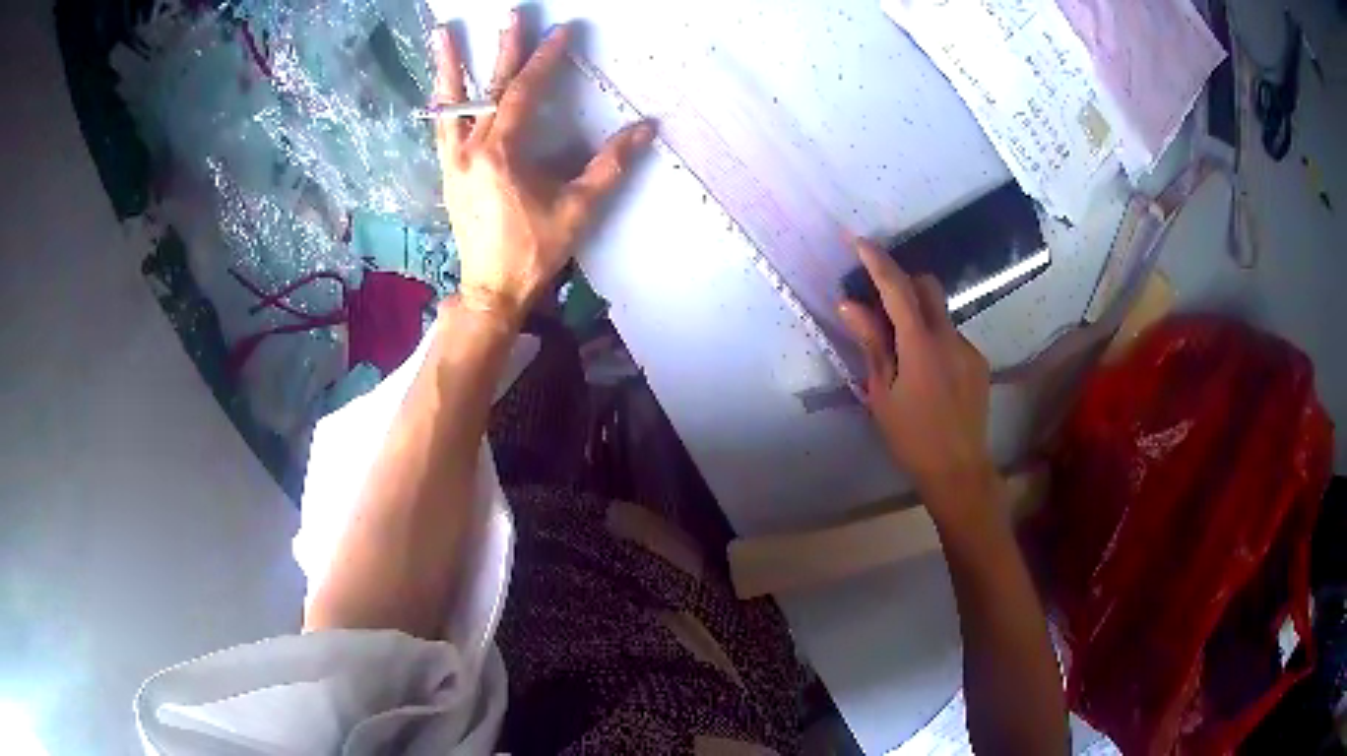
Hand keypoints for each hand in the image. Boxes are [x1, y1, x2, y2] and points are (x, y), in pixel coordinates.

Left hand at [430, 15, 655, 326]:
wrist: (492, 289)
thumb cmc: (535, 250)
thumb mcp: (579, 209)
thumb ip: (610, 165)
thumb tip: (645, 129)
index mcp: (501, 154)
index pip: (524, 93)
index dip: (545, 59)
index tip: (561, 32)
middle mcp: (471, 149)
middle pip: (489, 89)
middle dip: (502, 48)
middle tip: (511, 14)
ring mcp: (454, 161)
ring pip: (451, 104)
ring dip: (449, 67)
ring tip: (442, 34)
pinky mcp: (448, 173)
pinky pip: (443, 128)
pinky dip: (444, 102)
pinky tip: (440, 88)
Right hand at [838, 236, 995, 519]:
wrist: (959, 470)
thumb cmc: (912, 437)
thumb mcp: (883, 393)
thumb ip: (872, 344)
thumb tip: (850, 304)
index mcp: (921, 345)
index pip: (898, 289)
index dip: (877, 261)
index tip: (857, 240)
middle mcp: (950, 337)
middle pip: (927, 287)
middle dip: (902, 282)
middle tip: (879, 302)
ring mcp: (968, 348)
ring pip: (939, 314)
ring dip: (917, 317)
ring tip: (902, 355)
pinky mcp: (978, 362)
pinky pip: (951, 336)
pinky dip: (933, 340)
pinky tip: (927, 374)